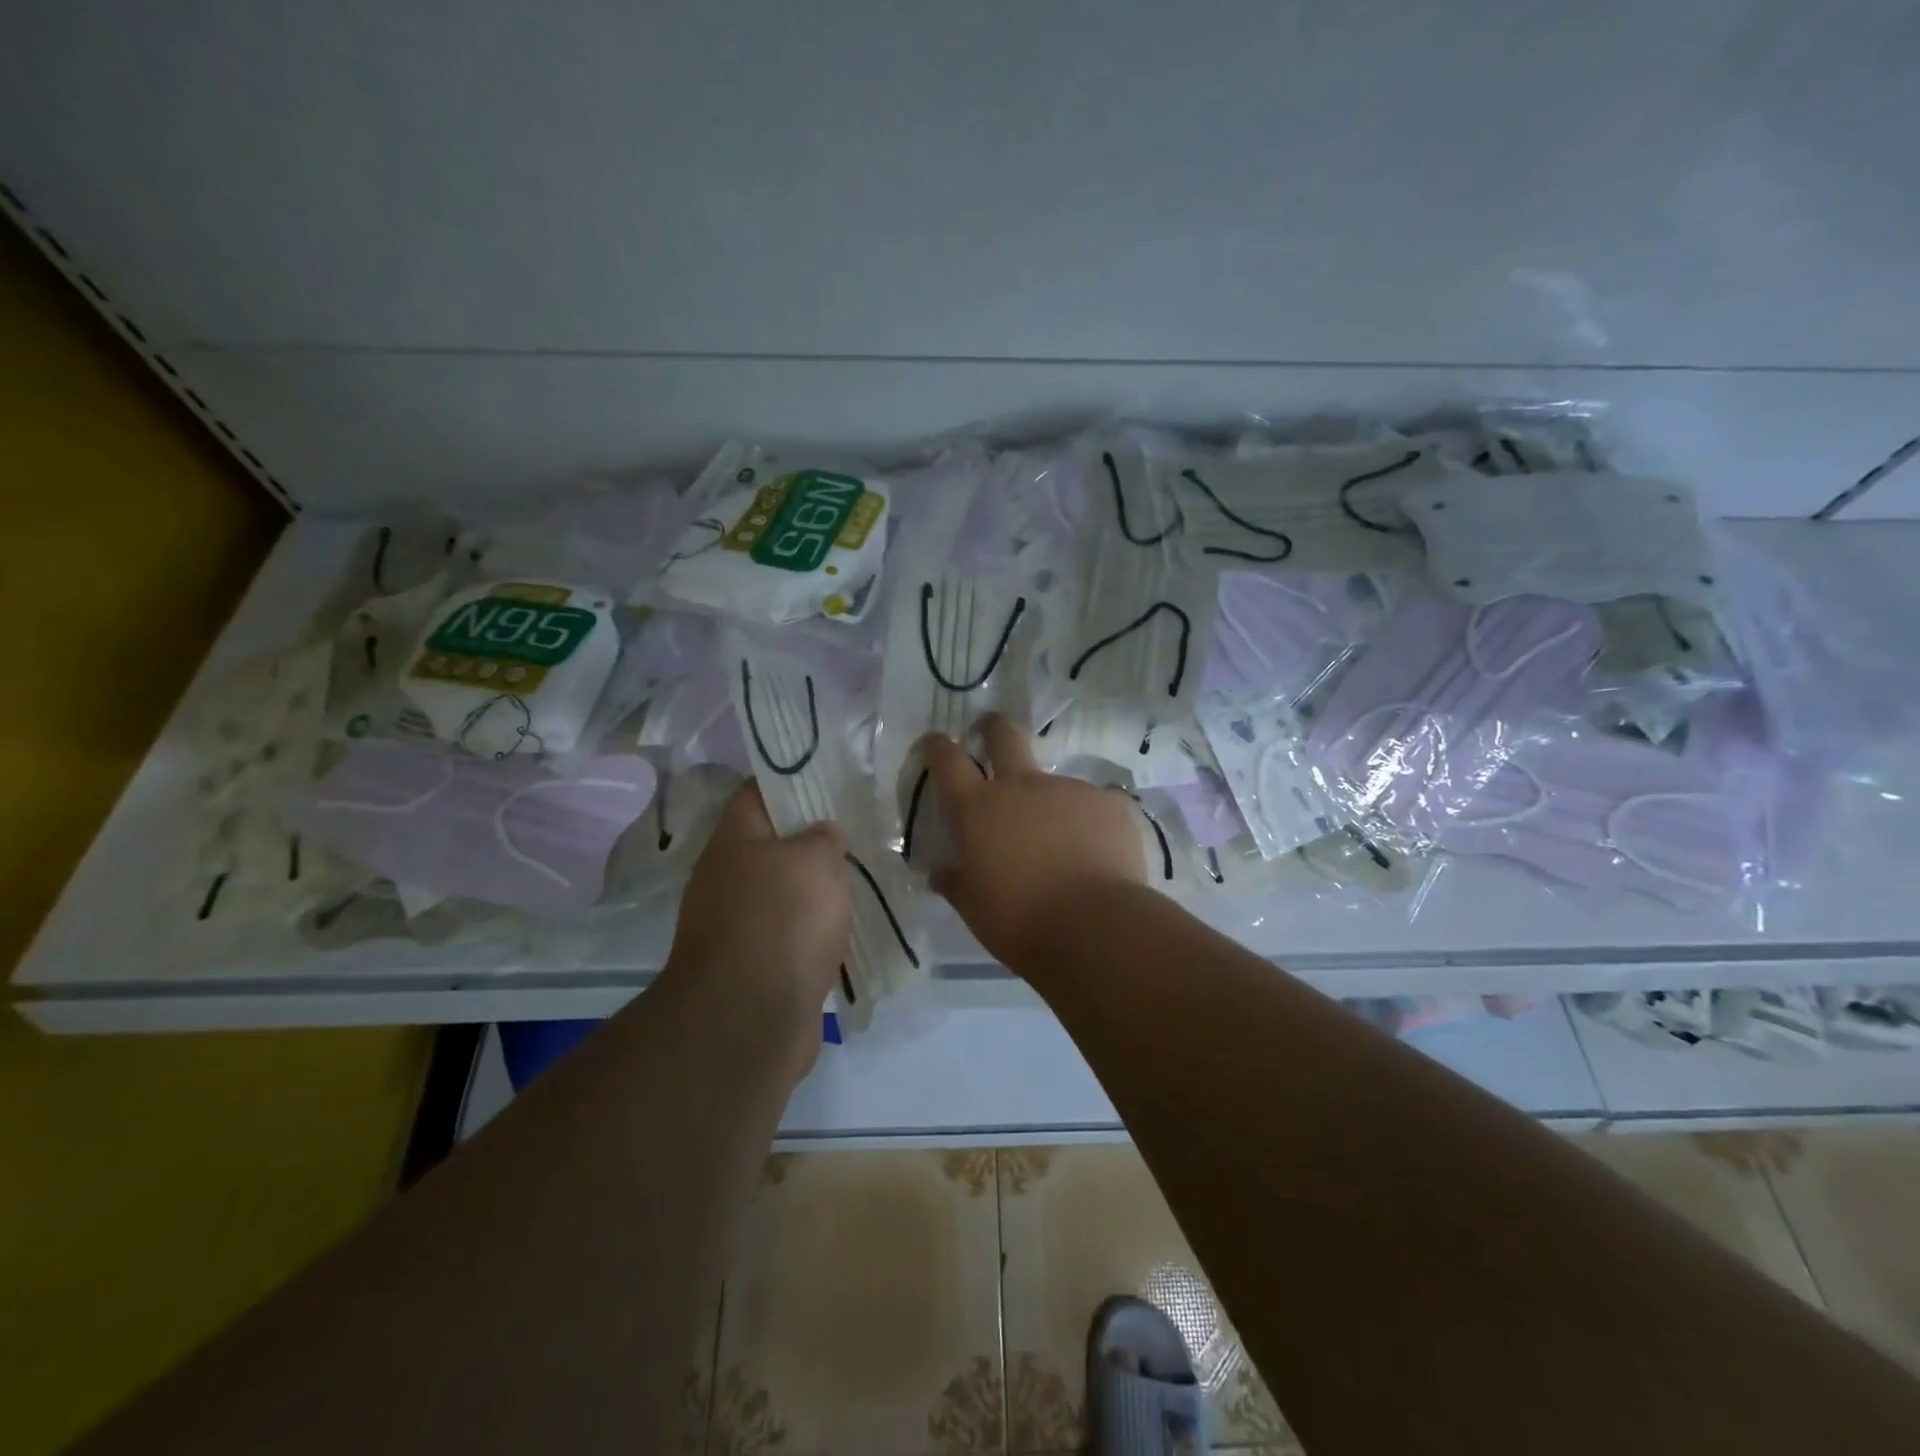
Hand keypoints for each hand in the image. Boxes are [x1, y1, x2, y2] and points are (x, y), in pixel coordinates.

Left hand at [661, 782, 850, 1079]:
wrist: (747, 1021)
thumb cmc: (781, 921)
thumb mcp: (814, 860)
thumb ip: (823, 836)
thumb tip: (821, 836)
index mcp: (734, 840)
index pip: (758, 791)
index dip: (793, 779)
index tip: (834, 779)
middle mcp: (727, 878)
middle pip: (773, 843)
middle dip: (814, 837)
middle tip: (860, 829)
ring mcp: (737, 925)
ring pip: (785, 891)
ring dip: (818, 887)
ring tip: (864, 874)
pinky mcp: (755, 965)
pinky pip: (791, 933)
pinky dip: (817, 929)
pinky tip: (850, 925)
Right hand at [921, 714, 1146, 967]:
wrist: (1097, 927)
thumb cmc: (1021, 922)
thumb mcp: (975, 909)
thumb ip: (957, 883)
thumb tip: (940, 873)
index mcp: (979, 810)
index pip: (948, 761)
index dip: (938, 747)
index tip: (935, 742)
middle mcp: (1022, 787)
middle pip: (1003, 735)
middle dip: (992, 727)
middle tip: (989, 732)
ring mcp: (1069, 789)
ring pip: (1052, 782)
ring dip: (1048, 803)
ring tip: (1061, 845)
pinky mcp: (1109, 803)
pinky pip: (1091, 806)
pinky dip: (1086, 824)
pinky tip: (1095, 854)